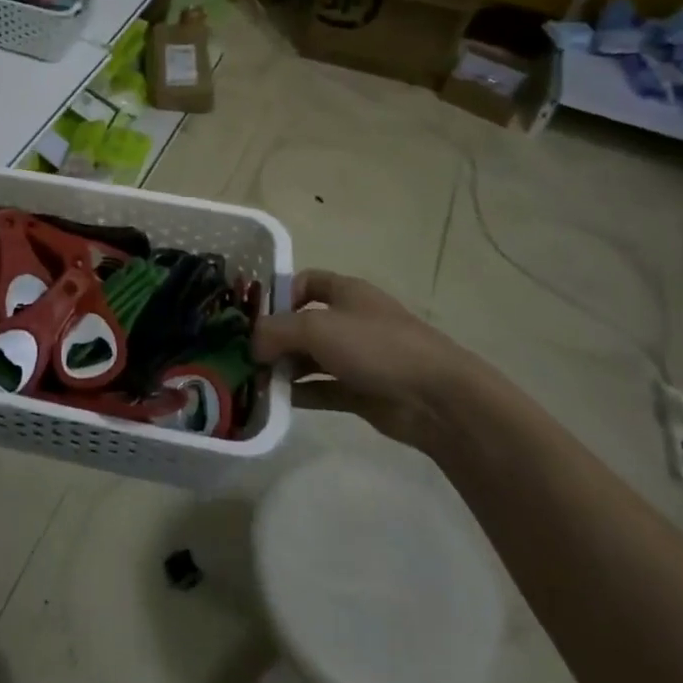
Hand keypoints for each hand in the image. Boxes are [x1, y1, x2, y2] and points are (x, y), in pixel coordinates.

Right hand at [252, 270, 482, 450]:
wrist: (437, 398)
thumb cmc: (375, 346)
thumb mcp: (315, 327)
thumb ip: (275, 331)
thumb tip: (252, 345)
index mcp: (346, 292)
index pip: (304, 281)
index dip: (279, 294)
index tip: (254, 316)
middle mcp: (351, 320)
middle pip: (303, 322)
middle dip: (274, 337)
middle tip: (244, 355)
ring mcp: (358, 357)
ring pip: (311, 358)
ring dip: (284, 368)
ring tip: (254, 381)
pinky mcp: (362, 391)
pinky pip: (322, 389)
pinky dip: (301, 393)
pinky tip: (276, 401)